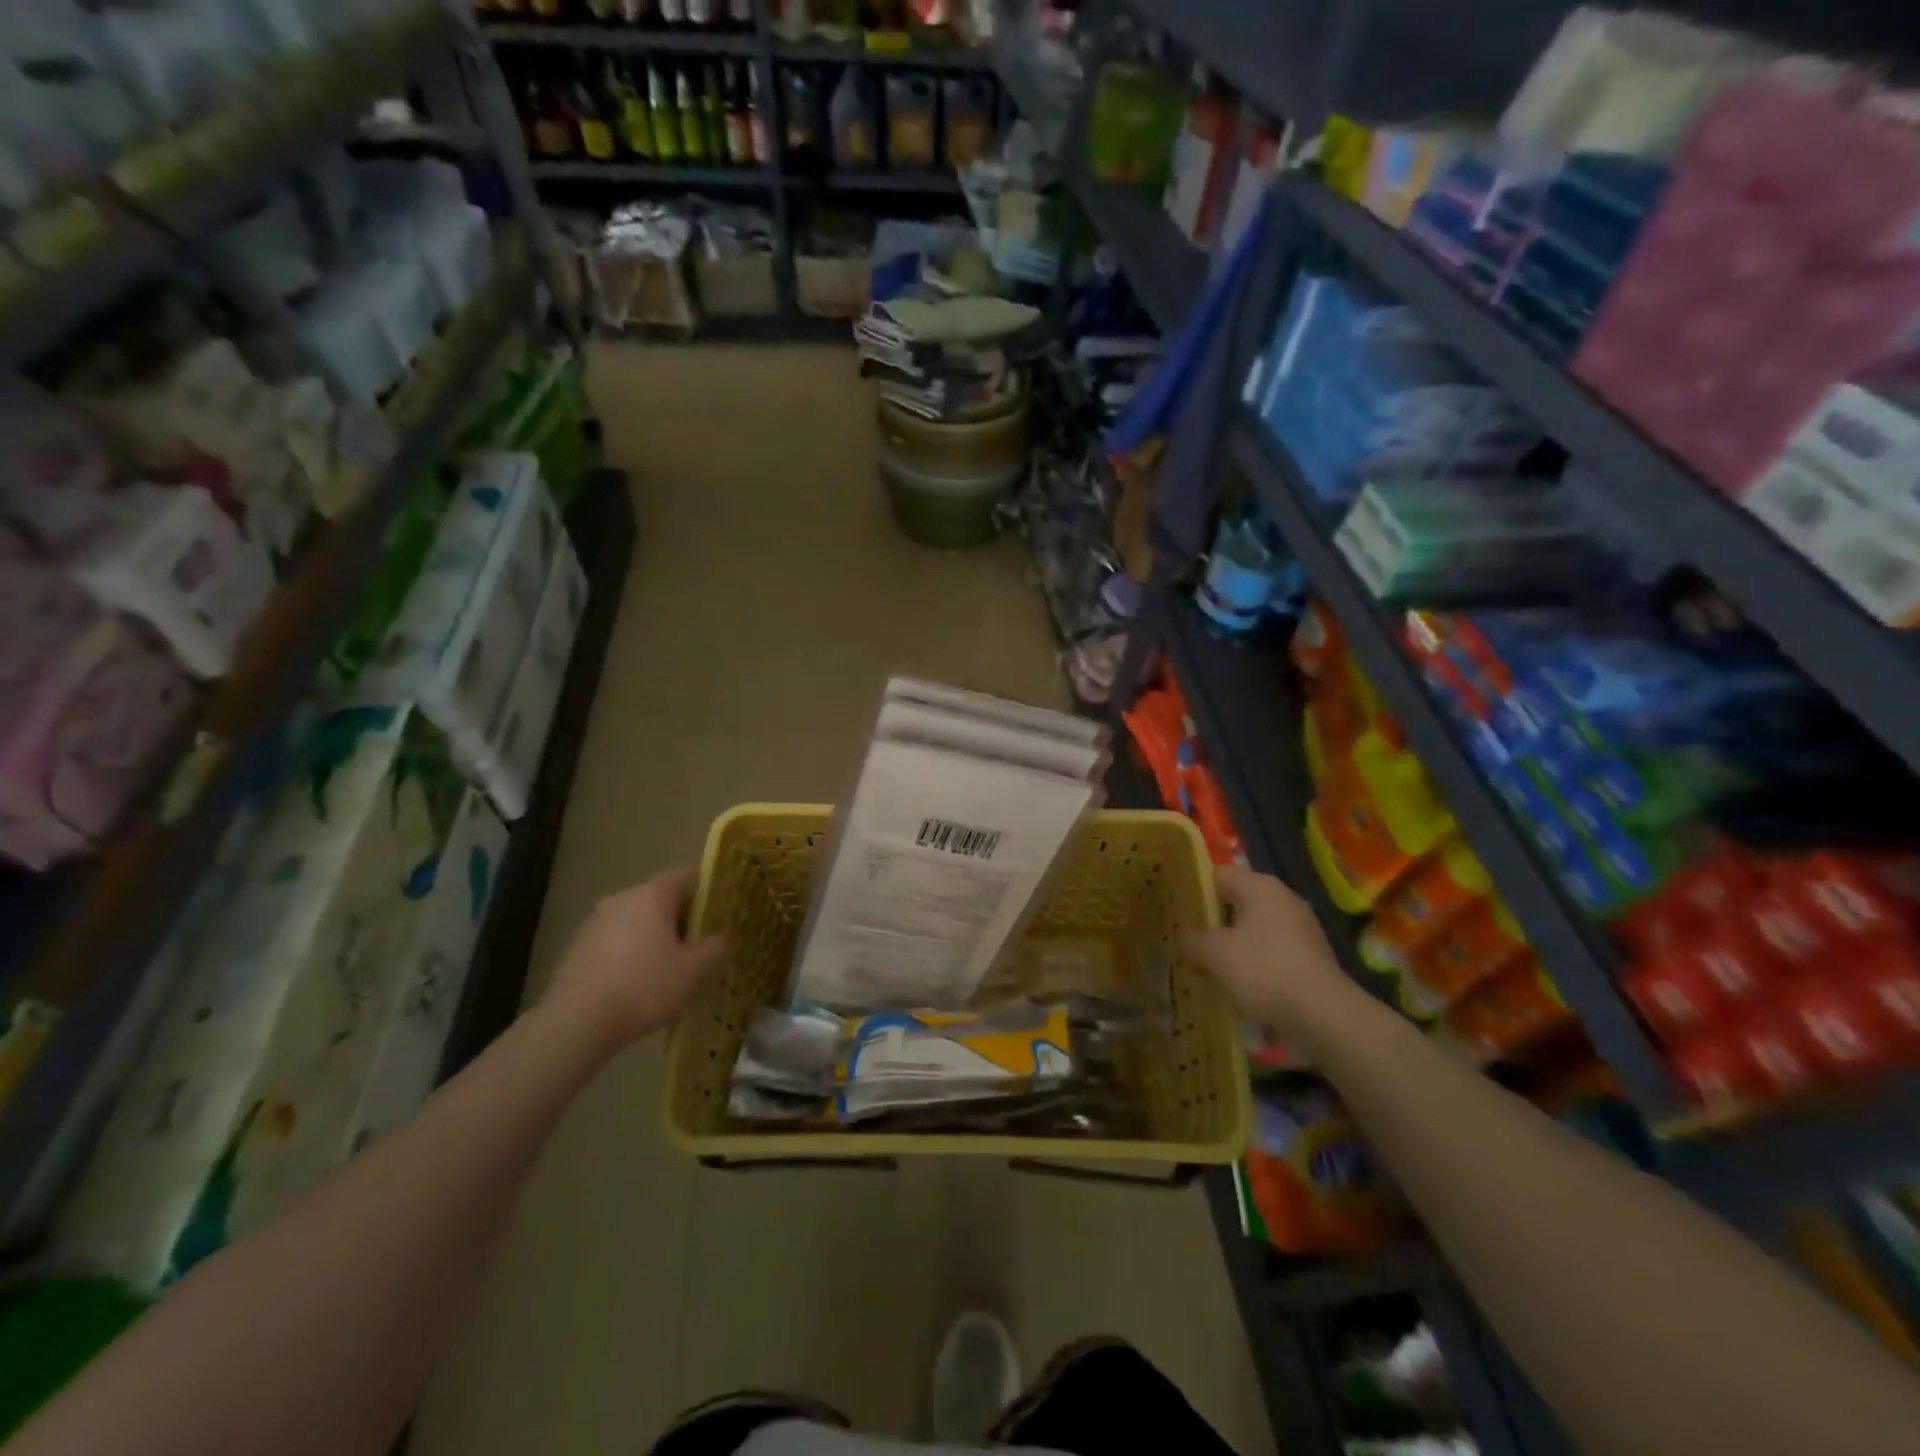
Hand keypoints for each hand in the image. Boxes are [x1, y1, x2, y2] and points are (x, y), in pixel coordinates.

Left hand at [545, 867, 725, 1048]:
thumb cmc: (644, 988)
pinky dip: (631, 954)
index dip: (709, 891)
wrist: (575, 1023)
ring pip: (637, 921)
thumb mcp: (694, 972)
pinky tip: (638, 985)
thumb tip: (719, 939)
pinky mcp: (577, 948)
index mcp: (653, 895)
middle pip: (661, 899)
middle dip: (683, 919)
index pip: (688, 876)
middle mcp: (622, 898)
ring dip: (656, 938)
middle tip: (701, 946)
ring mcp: (595, 922)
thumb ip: (715, 949)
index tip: (722, 912)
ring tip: (670, 969)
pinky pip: (616, 941)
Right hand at [1189, 865, 1360, 1053]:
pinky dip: (1254, 962)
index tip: (1178, 911)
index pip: (1218, 874)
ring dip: (1233, 944)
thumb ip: (1193, 940)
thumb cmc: (1263, 970)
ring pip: (1254, 928)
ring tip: (1209, 964)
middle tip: (1189, 939)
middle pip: (1237, 901)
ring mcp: (1301, 928)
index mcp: (1260, 886)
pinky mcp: (1310, 956)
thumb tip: (1187, 937)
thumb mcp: (1214, 954)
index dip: (1195, 890)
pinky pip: (1271, 950)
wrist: (1322, 1015)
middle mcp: (1283, 899)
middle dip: (1214, 920)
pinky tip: (1238, 983)